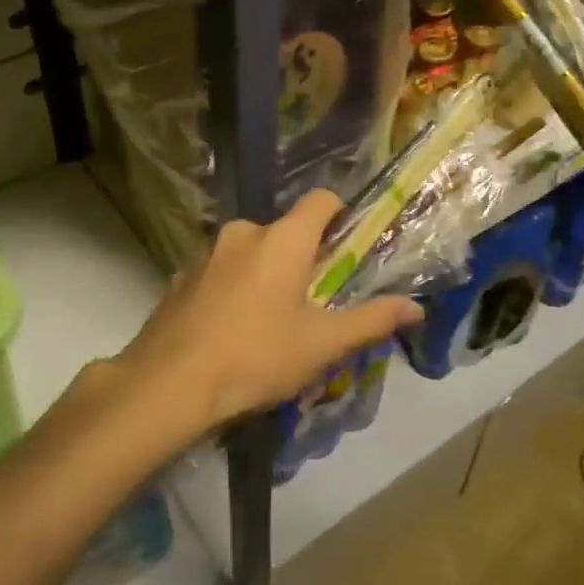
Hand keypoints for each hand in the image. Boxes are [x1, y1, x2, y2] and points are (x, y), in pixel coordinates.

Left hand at [110, 190, 422, 442]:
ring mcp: (206, 253)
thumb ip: (371, 320)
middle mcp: (243, 232)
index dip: (340, 214)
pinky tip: (229, 331)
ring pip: (249, 253)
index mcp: (283, 238)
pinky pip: (219, 273)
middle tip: (310, 303)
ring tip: (267, 324)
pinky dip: (231, 289)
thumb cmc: (256, 357)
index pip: (321, 200)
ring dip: (264, 275)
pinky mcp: (180, 277)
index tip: (348, 245)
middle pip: (284, 232)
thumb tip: (415, 307)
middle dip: (301, 259)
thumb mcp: (322, 344)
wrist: (169, 384)